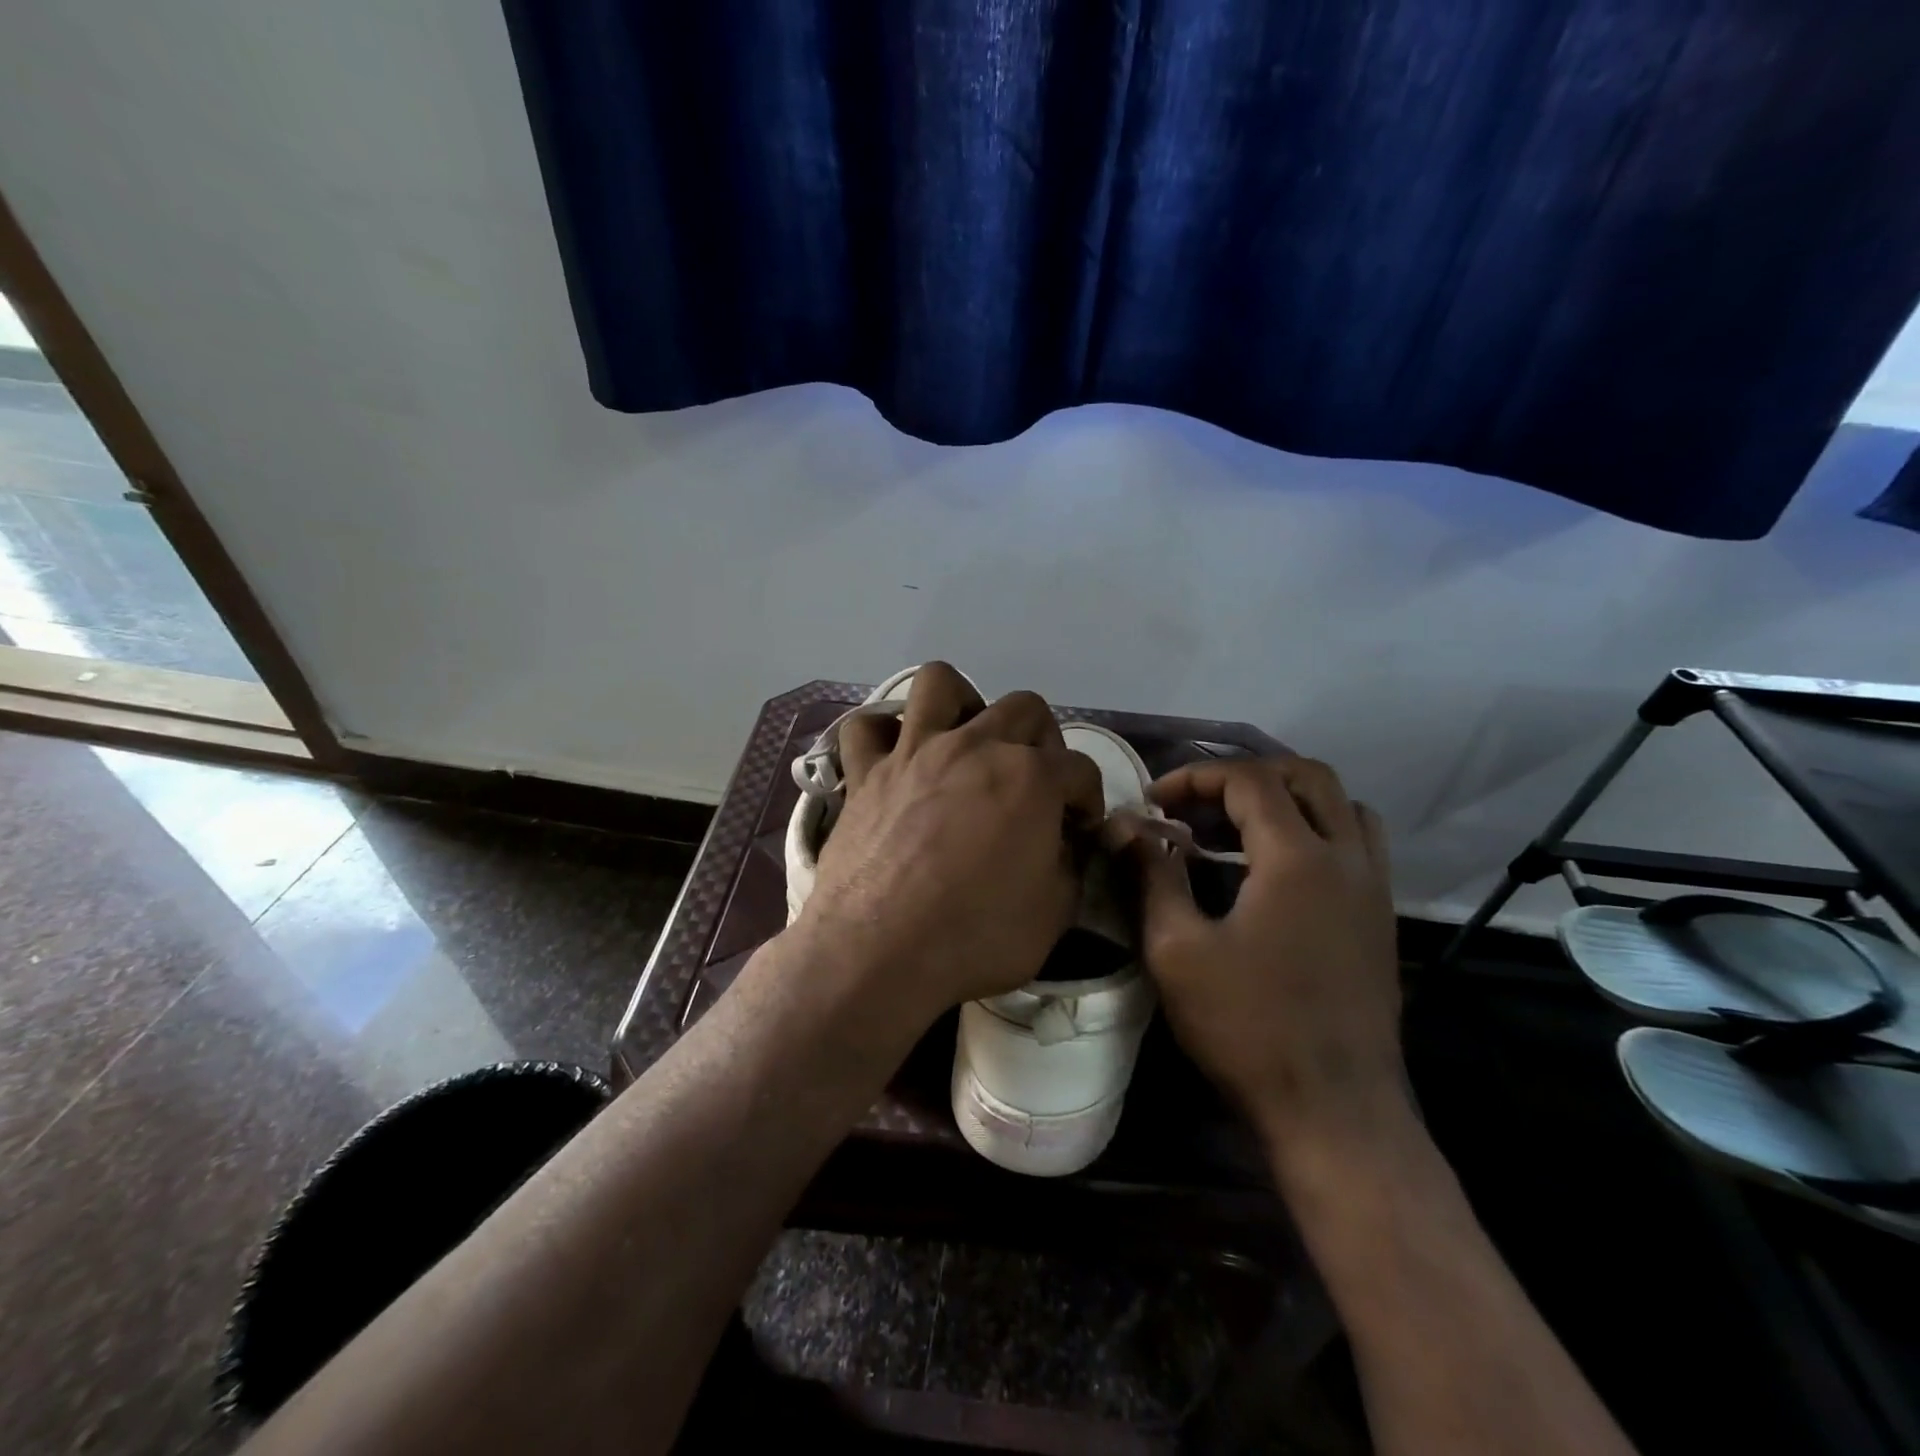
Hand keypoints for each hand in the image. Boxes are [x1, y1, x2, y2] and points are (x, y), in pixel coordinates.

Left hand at [793, 664, 1104, 1033]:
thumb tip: (1061, 843)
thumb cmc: (975, 937)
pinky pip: (866, 728)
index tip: (1079, 827)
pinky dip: (883, 735)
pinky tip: (897, 758)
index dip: (1088, 798)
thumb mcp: (1054, 913)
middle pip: (1024, 708)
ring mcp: (914, 752)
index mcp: (1030, 776)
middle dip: (1043, 741)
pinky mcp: (866, 773)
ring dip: (962, 704)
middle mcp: (975, 745)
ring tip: (966, 740)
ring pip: (939, 684)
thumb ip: (1068, 865)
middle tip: (1035, 782)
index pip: (1080, 769)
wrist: (878, 954)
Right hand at [1132, 755, 1407, 1167]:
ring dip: (1288, 798)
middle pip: (1305, 776)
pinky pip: (1358, 842)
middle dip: (1245, 776)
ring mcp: (1374, 888)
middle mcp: (1347, 857)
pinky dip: (1317, 829)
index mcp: (1298, 858)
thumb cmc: (1247, 1027)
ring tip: (1238, 827)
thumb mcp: (1176, 950)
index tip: (1153, 801)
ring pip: (1341, 804)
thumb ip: (1150, 875)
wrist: (1333, 1110)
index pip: (1249, 780)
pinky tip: (1277, 868)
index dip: (1195, 778)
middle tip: (1197, 805)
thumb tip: (1123, 826)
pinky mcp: (1381, 918)